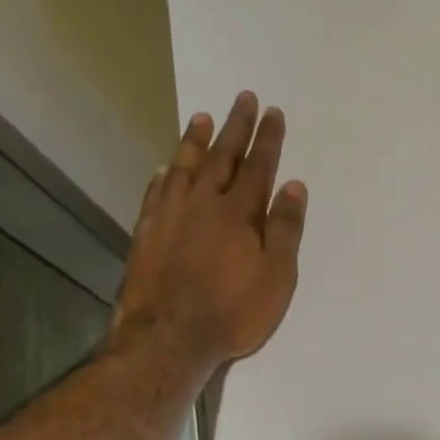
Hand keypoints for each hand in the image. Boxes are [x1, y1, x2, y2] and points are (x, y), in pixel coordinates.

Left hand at [108, 92, 306, 369]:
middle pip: (222, 157)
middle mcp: (204, 205)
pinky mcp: (146, 235)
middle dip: (235, 126)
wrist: (167, 341)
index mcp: (239, 213)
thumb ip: (284, 228)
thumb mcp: (276, 275)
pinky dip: (163, 177)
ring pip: (184, 168)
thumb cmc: (232, 311)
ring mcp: (170, 218)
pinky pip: (155, 195)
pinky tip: (165, 168)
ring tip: (201, 117)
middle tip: (243, 97)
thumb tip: (293, 185)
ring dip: (195, 141)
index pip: (258, 165)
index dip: (267, 138)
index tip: (273, 111)